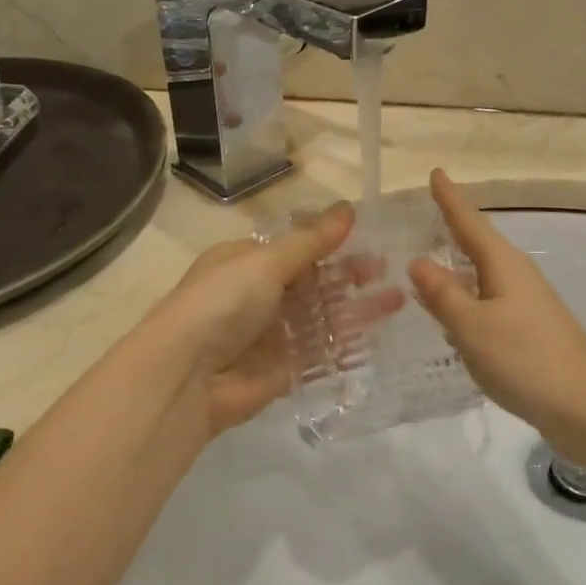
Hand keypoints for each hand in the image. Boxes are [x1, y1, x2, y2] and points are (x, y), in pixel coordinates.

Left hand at [143, 204, 403, 438]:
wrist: (186, 377)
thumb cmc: (222, 303)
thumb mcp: (265, 262)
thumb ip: (311, 241)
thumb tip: (347, 207)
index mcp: (245, 262)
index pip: (294, 247)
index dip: (330, 241)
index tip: (369, 235)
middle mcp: (258, 295)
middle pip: (313, 282)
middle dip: (348, 274)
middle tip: (388, 268)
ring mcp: (272, 334)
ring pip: (322, 316)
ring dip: (356, 307)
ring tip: (398, 297)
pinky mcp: (284, 369)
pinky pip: (322, 352)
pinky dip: (348, 343)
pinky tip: (379, 333)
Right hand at [409, 170, 585, 436]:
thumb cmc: (525, 359)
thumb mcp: (471, 326)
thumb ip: (442, 294)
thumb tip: (418, 260)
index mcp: (503, 264)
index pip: (469, 222)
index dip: (449, 198)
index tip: (435, 172)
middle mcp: (516, 276)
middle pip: (478, 244)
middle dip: (450, 229)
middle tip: (418, 218)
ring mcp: (525, 304)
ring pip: (482, 276)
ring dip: (455, 268)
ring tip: (421, 265)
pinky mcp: (527, 331)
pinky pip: (487, 303)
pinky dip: (465, 300)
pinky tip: (449, 316)